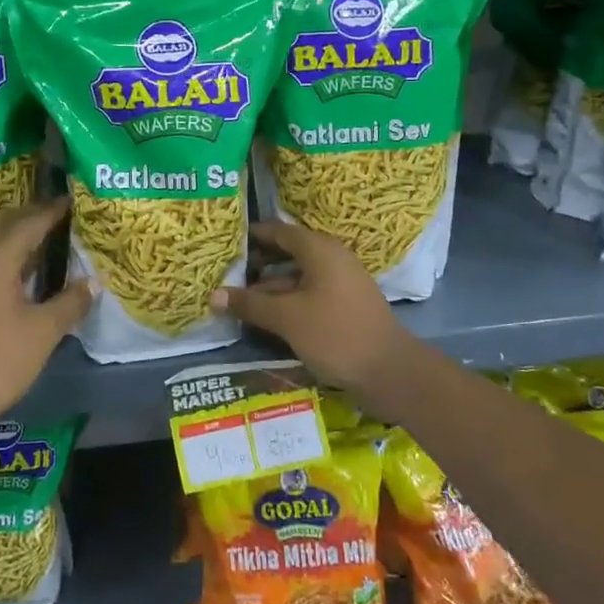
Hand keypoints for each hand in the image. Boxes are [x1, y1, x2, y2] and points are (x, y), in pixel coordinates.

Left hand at [0, 198, 89, 423]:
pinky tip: (31, 270)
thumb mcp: (45, 329)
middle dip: (30, 214)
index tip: (74, 200)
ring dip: (18, 234)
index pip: (29, 224)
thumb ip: (71, 301)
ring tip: (50, 236)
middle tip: (59, 215)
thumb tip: (93, 282)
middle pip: (3, 223)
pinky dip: (11, 254)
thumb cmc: (1, 358)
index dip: (52, 211)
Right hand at [210, 220, 408, 395]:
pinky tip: (266, 316)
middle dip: (257, 263)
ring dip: (269, 286)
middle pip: (288, 253)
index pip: (279, 231)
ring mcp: (340, 283)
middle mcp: (331, 259)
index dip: (252, 235)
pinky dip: (287, 300)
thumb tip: (213, 295)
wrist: (390, 371)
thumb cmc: (335, 334)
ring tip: (237, 297)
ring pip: (297, 276)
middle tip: (225, 271)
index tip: (225, 242)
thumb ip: (250, 304)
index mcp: (319, 250)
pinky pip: (308, 293)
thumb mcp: (287, 318)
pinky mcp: (344, 306)